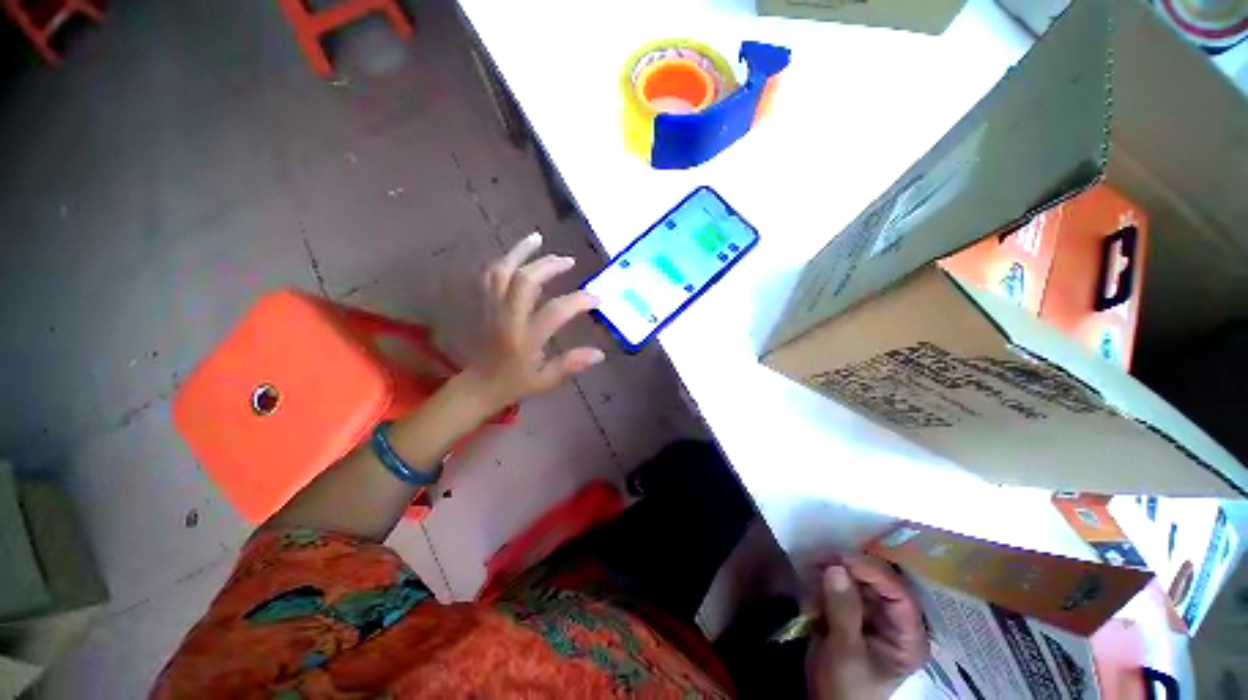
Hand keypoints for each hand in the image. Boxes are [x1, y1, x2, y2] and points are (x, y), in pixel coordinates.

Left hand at [460, 231, 604, 413]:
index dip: (578, 301)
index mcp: (525, 338)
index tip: (596, 298)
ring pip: (502, 272)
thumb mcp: (545, 380)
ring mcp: (493, 309)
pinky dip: (505, 260)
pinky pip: (491, 276)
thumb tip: (600, 354)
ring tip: (537, 238)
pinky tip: (519, 255)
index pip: (555, 311)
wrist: (477, 386)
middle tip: (569, 261)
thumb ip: (571, 365)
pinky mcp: (485, 305)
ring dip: (520, 252)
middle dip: (548, 266)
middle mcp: (508, 318)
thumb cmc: (514, 384)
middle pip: (524, 281)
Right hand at [806, 555, 928, 699]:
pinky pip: (843, 584)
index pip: (900, 596)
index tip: (844, 558)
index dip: (875, 573)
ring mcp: (873, 613)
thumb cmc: (844, 687)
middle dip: (851, 567)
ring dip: (835, 569)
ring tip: (813, 564)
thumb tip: (835, 567)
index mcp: (908, 637)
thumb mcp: (845, 653)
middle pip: (879, 582)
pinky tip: (812, 575)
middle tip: (823, 556)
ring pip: (859, 579)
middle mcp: (895, 621)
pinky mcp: (853, 609)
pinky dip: (826, 577)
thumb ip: (843, 611)